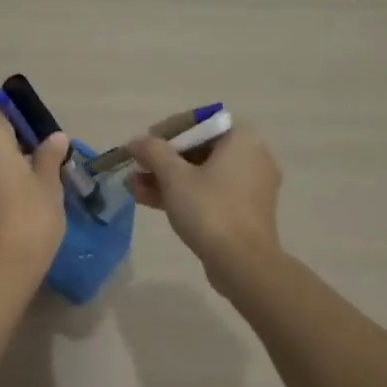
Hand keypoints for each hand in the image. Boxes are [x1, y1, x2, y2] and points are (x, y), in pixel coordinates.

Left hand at [0, 103, 70, 278]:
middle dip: (13, 142)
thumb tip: (55, 137)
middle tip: (44, 157)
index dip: (18, 116)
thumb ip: (49, 156)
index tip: (40, 132)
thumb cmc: (30, 217)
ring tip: (37, 179)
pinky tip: (20, 197)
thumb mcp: (49, 184)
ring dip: (5, 163)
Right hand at [128, 125, 282, 280]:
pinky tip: (151, 201)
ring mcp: (250, 186)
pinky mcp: (244, 210)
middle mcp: (252, 156)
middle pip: (199, 149)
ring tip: (134, 187)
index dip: (166, 132)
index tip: (143, 145)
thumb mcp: (174, 176)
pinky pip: (210, 193)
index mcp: (242, 139)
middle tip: (135, 169)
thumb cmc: (209, 209)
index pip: (199, 123)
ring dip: (167, 179)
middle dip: (162, 160)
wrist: (242, 263)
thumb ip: (153, 152)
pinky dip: (184, 194)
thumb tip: (136, 141)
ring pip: (202, 174)